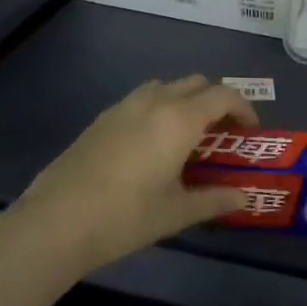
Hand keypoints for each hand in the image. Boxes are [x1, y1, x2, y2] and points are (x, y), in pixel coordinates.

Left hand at [5, 76, 256, 276]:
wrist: (56, 222)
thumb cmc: (126, 217)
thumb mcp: (177, 212)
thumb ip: (215, 200)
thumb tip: (244, 198)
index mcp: (180, 119)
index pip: (224, 95)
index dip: (244, 108)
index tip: (250, 132)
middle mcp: (155, 101)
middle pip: (196, 83)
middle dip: (216, 101)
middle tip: (222, 133)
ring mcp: (124, 106)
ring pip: (166, 87)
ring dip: (185, 100)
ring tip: (187, 136)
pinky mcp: (102, 118)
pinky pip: (141, 99)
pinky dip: (159, 109)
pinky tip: (151, 145)